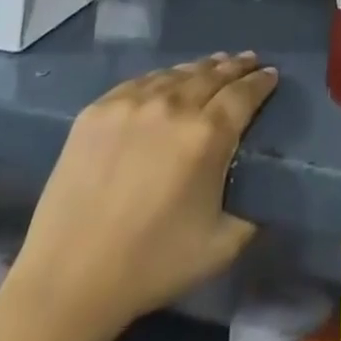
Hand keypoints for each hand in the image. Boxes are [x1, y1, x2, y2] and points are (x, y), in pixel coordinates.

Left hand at [8, 52, 278, 334]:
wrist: (68, 279)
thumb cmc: (150, 266)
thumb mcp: (220, 247)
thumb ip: (250, 213)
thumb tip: (263, 190)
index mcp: (207, 136)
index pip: (244, 93)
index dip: (261, 82)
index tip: (272, 75)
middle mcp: (173, 106)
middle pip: (213, 73)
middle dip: (236, 66)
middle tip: (250, 60)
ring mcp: (132, 103)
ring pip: (177, 73)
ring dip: (201, 68)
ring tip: (214, 64)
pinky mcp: (98, 109)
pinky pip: (141, 83)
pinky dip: (163, 79)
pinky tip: (168, 81)